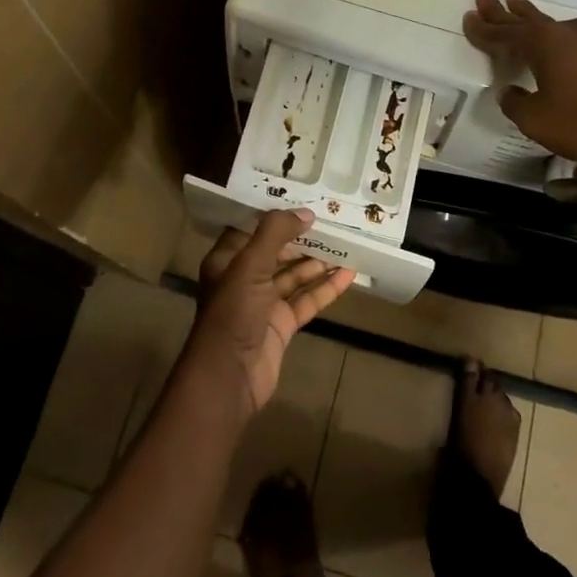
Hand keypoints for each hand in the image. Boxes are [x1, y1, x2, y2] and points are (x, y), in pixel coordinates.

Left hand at [190, 209, 355, 418]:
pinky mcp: (282, 324)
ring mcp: (265, 302)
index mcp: (228, 259)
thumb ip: (275, 234)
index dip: (275, 213)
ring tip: (347, 243)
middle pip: (277, 250)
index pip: (252, 227)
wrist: (228, 378)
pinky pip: (307, 300)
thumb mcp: (249, 266)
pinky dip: (326, 288)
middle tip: (332, 219)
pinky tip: (348, 275)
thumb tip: (306, 213)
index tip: (303, 198)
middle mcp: (245, 277)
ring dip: (318, 262)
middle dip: (302, 237)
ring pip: (295, 275)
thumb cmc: (232, 314)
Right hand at [462, 0, 576, 164]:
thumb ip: (516, 104)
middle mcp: (567, 33)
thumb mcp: (536, 120)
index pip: (503, 35)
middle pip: (527, 18)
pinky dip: (562, 36)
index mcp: (542, 44)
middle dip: (503, 10)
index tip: (468, 18)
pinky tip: (566, 41)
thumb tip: (509, 92)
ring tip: (520, 6)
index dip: (482, 29)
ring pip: (555, 24)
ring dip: (533, 16)